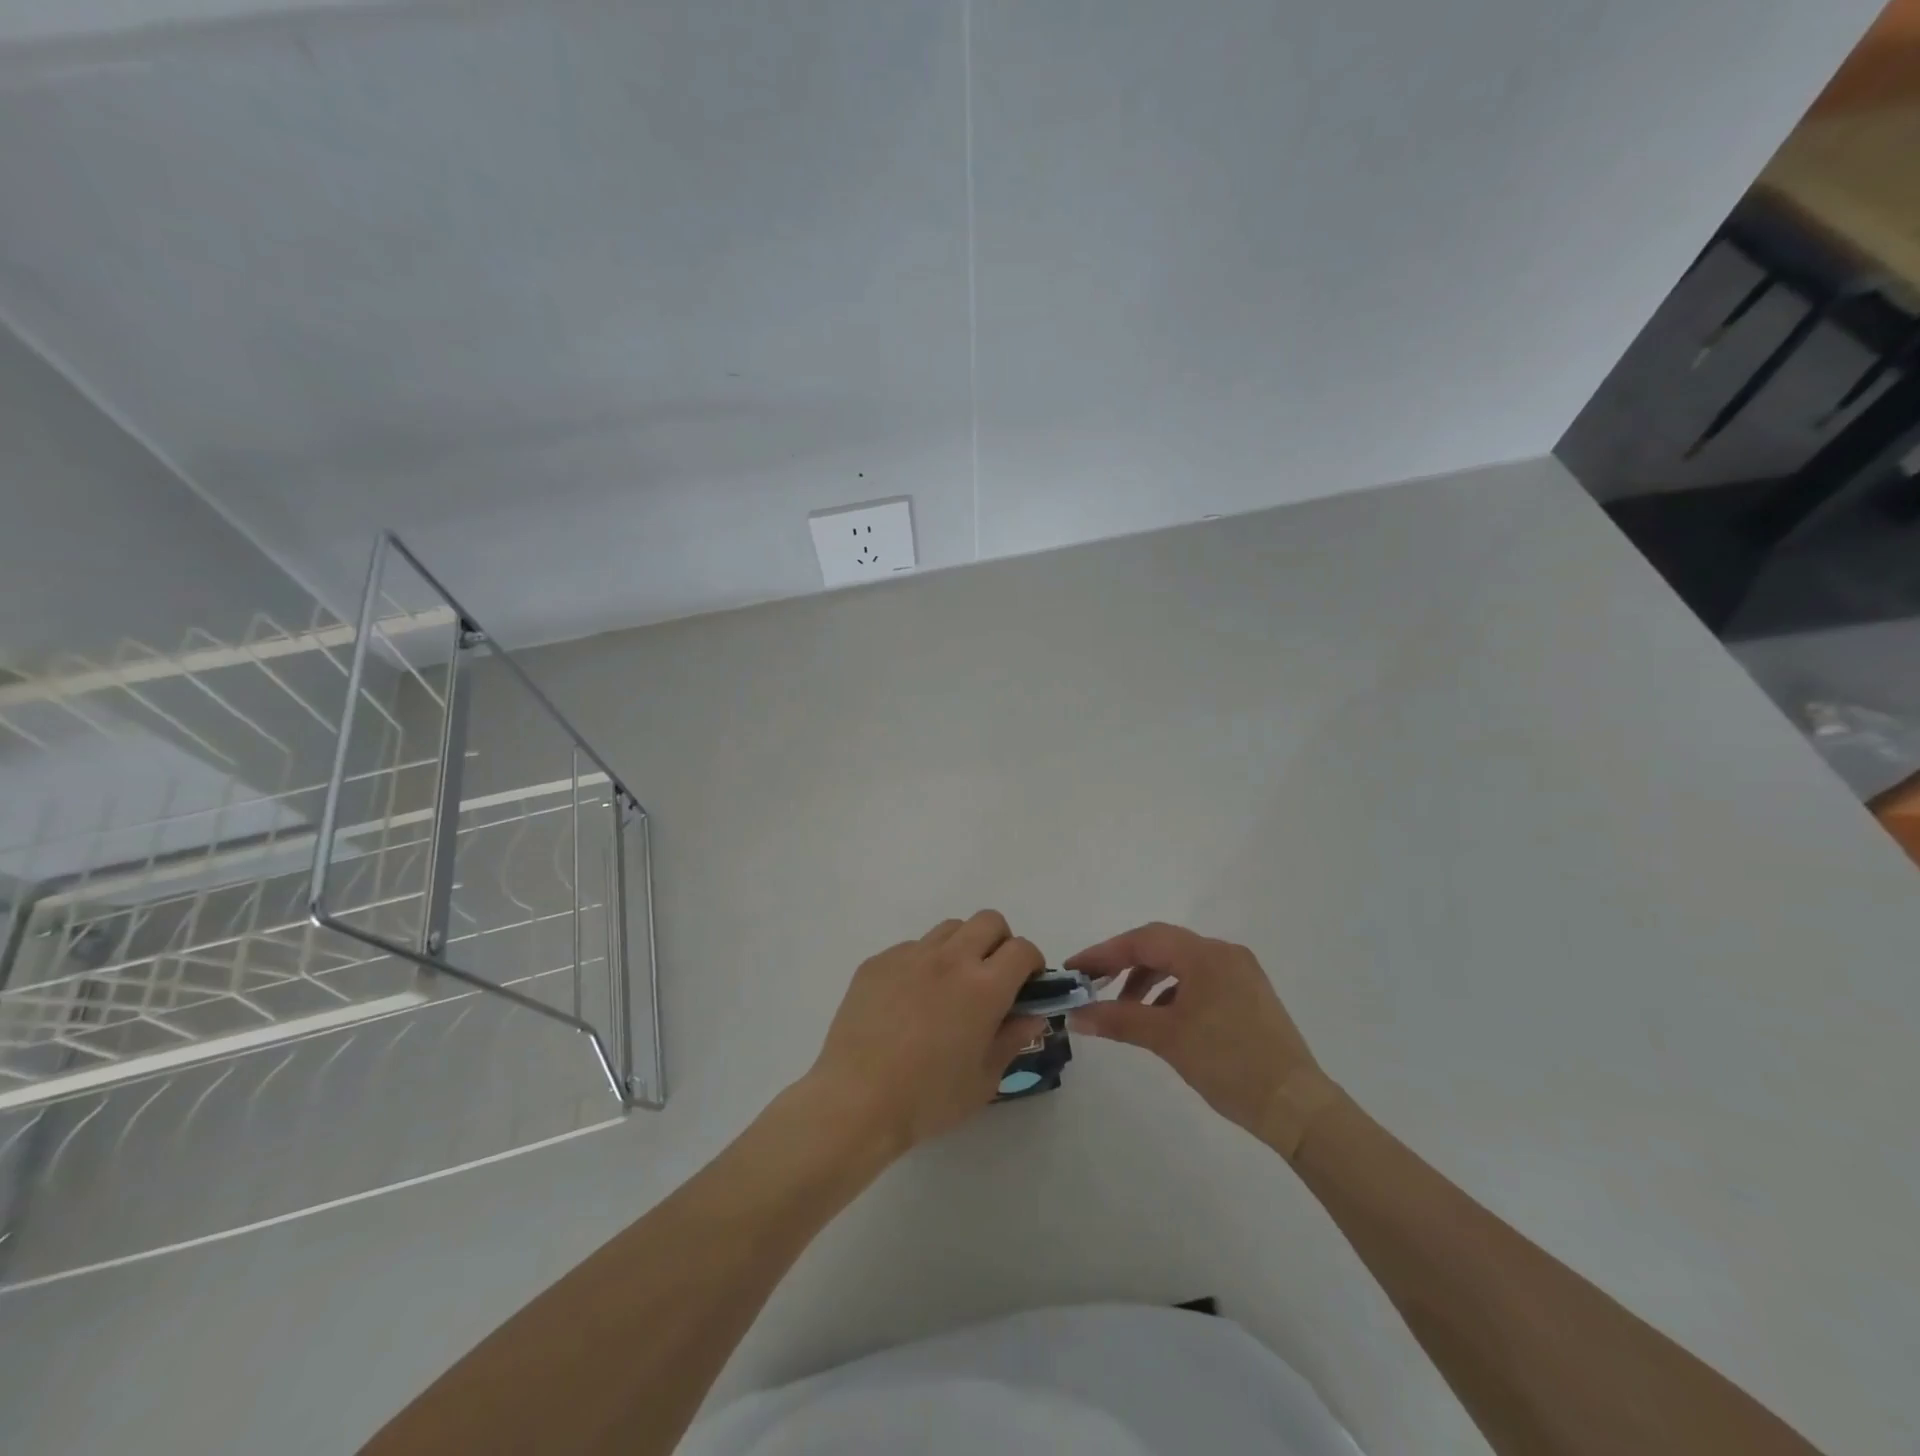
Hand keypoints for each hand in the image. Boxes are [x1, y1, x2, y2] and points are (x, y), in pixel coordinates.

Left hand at [805, 910, 1046, 1157]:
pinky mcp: (878, 961)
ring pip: (949, 928)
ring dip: (962, 947)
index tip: (1026, 986)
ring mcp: (910, 955)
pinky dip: (923, 963)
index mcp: (983, 987)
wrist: (855, 1101)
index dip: (1032, 964)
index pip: (1022, 950)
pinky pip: (911, 948)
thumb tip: (1032, 1015)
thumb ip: (1012, 1039)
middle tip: (992, 978)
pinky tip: (909, 1001)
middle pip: (989, 921)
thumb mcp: (984, 1080)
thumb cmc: (927, 1099)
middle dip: (1000, 942)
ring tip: (950, 986)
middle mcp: (949, 959)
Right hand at [1065, 923, 1317, 1134]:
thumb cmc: (1229, 1063)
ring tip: (1125, 1009)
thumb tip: (1075, 1015)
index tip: (1074, 969)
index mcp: (1206, 955)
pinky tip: (1161, 1018)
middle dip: (1124, 964)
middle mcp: (1224, 953)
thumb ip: (1118, 1019)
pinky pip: (1200, 981)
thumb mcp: (1167, 1039)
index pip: (1143, 940)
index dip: (1104, 953)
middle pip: (1162, 946)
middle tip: (1093, 985)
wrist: (1296, 1106)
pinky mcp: (1250, 996)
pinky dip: (1173, 993)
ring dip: (1148, 980)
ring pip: (1181, 964)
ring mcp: (1241, 974)